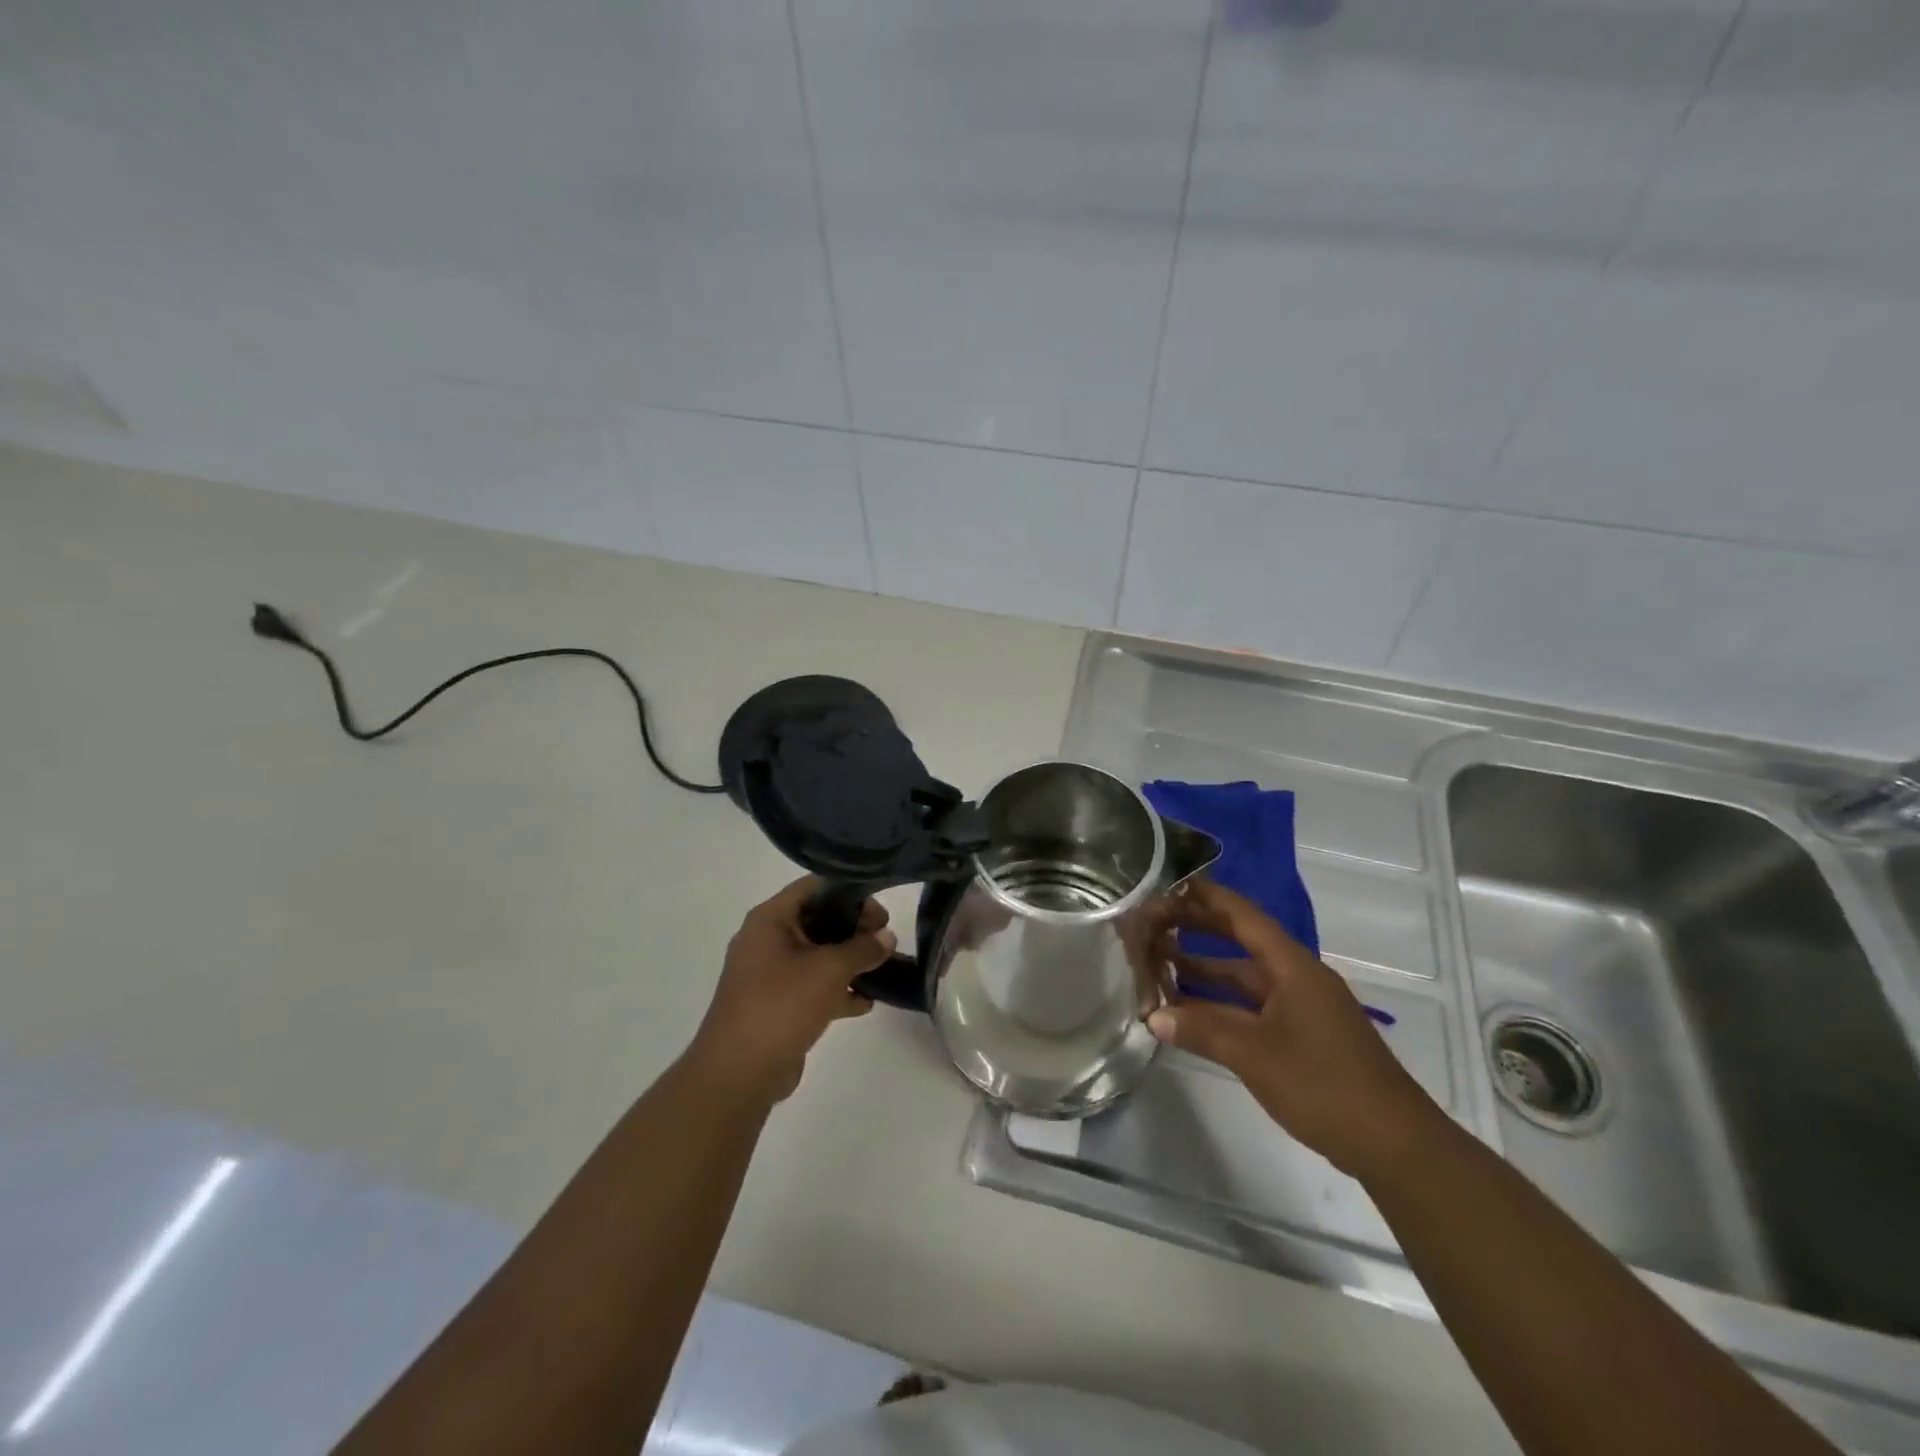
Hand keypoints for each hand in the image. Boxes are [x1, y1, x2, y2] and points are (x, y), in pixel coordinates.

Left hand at [687, 877, 896, 1105]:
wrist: (738, 1073)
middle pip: (818, 920)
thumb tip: (887, 937)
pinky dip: (836, 990)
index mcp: (770, 919)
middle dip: (854, 928)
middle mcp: (766, 940)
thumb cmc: (781, 1005)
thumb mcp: (829, 969)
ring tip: (882, 968)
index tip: (880, 911)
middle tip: (886, 939)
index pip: (814, 887)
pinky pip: (811, 986)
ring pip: (817, 955)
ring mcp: (769, 974)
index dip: (850, 892)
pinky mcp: (776, 1004)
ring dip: (848, 960)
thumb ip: (862, 948)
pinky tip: (865, 1003)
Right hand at [1145, 879, 1439, 1179]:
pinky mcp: (1303, 1036)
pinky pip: (1253, 1006)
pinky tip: (1192, 1011)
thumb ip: (1202, 1030)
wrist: (1395, 1145)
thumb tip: (1152, 1015)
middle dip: (1199, 930)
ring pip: (1245, 978)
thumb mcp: (1255, 1055)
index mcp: (1293, 967)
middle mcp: (1297, 978)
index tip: (1170, 884)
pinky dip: (1222, 1003)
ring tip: (1160, 964)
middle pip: (1242, 942)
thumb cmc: (1324, 1085)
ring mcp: (1302, 1008)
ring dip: (1206, 971)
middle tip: (1155, 922)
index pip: (1243, 916)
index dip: (1206, 897)